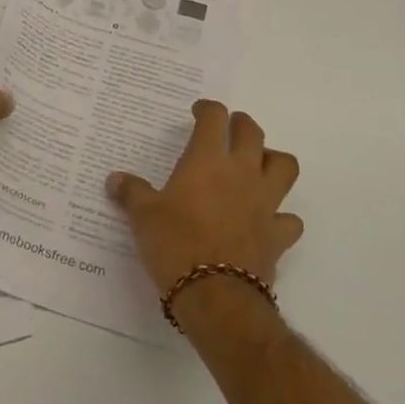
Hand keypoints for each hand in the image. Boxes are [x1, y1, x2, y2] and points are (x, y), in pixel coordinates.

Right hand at [108, 100, 302, 298]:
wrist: (215, 295)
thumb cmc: (175, 244)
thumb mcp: (143, 215)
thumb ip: (131, 192)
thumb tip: (114, 179)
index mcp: (208, 160)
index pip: (214, 118)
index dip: (207, 109)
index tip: (198, 112)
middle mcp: (242, 172)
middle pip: (252, 132)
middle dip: (241, 124)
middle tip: (229, 129)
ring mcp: (265, 203)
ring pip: (284, 166)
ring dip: (273, 160)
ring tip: (257, 166)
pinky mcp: (278, 235)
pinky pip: (289, 219)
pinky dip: (282, 217)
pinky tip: (267, 221)